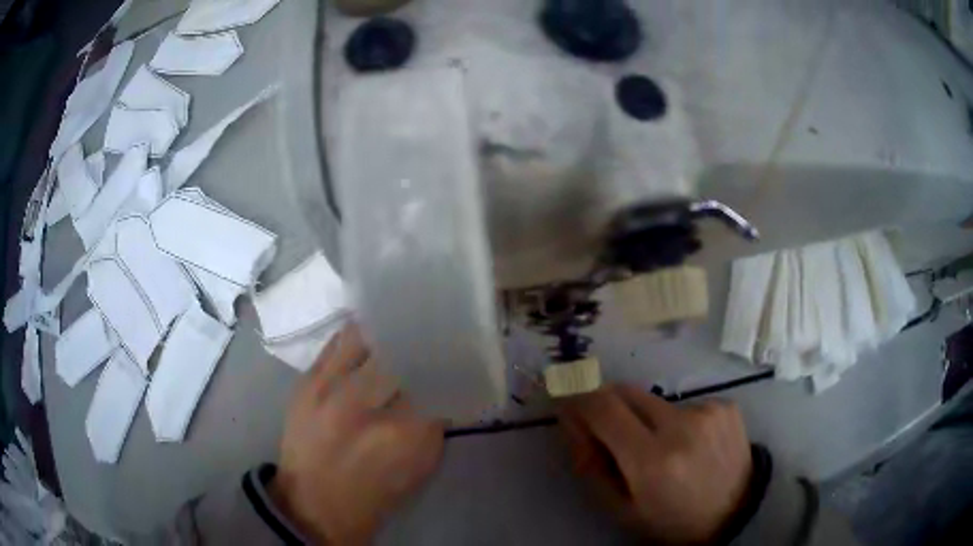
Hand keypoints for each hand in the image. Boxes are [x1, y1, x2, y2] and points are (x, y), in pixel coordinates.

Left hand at [269, 324, 444, 544]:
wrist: (312, 505)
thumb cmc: (374, 496)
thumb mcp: (420, 466)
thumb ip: (434, 423)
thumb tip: (440, 384)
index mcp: (401, 434)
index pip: (435, 379)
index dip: (446, 364)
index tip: (453, 356)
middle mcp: (363, 403)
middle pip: (401, 350)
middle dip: (420, 343)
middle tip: (431, 338)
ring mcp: (328, 388)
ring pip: (365, 336)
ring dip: (386, 332)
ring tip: (398, 328)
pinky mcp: (305, 381)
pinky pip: (336, 342)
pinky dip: (357, 336)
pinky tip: (369, 334)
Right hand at [559, 385, 751, 543]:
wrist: (736, 513)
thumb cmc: (671, 520)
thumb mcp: (621, 507)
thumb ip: (589, 463)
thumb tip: (569, 420)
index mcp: (651, 460)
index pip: (602, 408)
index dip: (577, 397)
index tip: (565, 398)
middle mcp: (681, 426)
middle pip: (626, 392)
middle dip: (607, 404)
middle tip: (608, 429)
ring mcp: (708, 411)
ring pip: (655, 400)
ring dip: (645, 418)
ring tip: (661, 449)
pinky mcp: (726, 405)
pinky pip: (684, 404)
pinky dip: (676, 421)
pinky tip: (690, 445)